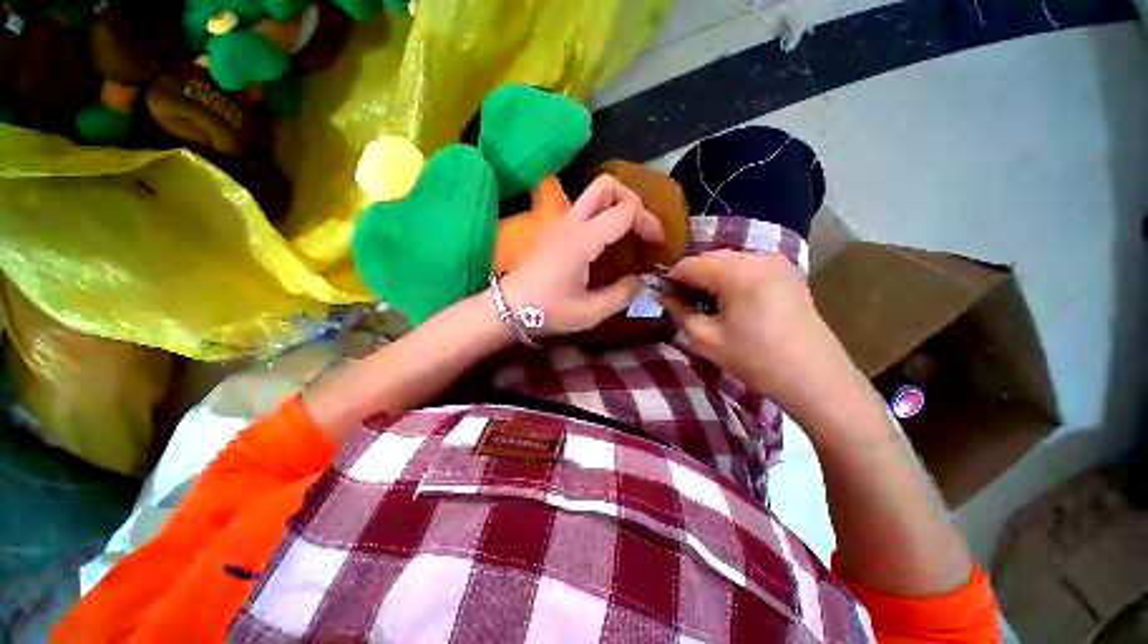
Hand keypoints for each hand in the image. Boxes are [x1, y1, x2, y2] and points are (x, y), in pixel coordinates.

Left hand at [500, 175, 664, 336]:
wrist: (507, 309)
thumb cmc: (547, 311)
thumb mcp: (590, 312)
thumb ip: (622, 295)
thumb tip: (640, 280)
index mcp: (583, 240)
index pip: (626, 210)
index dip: (649, 222)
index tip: (657, 244)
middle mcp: (572, 223)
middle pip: (606, 186)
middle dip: (631, 199)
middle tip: (640, 229)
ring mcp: (560, 225)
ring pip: (593, 195)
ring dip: (616, 206)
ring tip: (627, 235)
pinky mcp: (554, 232)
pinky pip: (584, 212)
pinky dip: (603, 218)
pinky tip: (606, 246)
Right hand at [663, 250, 857, 418]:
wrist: (816, 379)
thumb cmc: (755, 360)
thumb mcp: (705, 339)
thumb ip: (679, 311)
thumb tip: (663, 294)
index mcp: (737, 271)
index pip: (689, 264)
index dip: (671, 279)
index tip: (663, 297)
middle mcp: (758, 257)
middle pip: (709, 258)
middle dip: (691, 277)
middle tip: (682, 303)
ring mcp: (776, 263)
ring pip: (728, 261)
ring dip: (710, 277)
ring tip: (705, 304)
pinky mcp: (787, 273)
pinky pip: (747, 267)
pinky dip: (730, 278)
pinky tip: (730, 301)